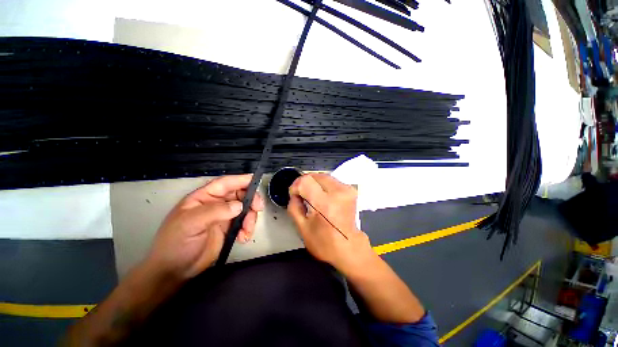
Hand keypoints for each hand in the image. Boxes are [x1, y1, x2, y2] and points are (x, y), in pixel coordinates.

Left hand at [145, 174, 263, 280]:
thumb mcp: (191, 223)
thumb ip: (215, 211)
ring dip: (250, 217)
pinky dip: (248, 228)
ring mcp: (223, 216)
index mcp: (204, 197)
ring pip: (245, 209)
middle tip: (258, 208)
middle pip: (239, 194)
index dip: (241, 179)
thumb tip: (239, 206)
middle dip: (251, 200)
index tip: (256, 180)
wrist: (175, 271)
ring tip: (247, 230)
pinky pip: (244, 222)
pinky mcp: (228, 228)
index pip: (225, 183)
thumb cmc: (176, 243)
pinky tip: (243, 238)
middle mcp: (215, 204)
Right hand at [287, 173, 376, 274]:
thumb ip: (293, 207)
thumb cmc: (324, 243)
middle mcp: (338, 192)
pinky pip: (331, 180)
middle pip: (315, 175)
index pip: (305, 181)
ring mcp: (346, 190)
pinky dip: (323, 185)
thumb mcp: (302, 228)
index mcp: (324, 204)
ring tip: (311, 196)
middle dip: (305, 183)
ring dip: (314, 183)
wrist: (349, 248)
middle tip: (301, 194)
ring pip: (323, 176)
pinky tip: (321, 196)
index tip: (294, 195)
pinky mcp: (350, 190)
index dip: (296, 186)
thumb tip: (294, 194)